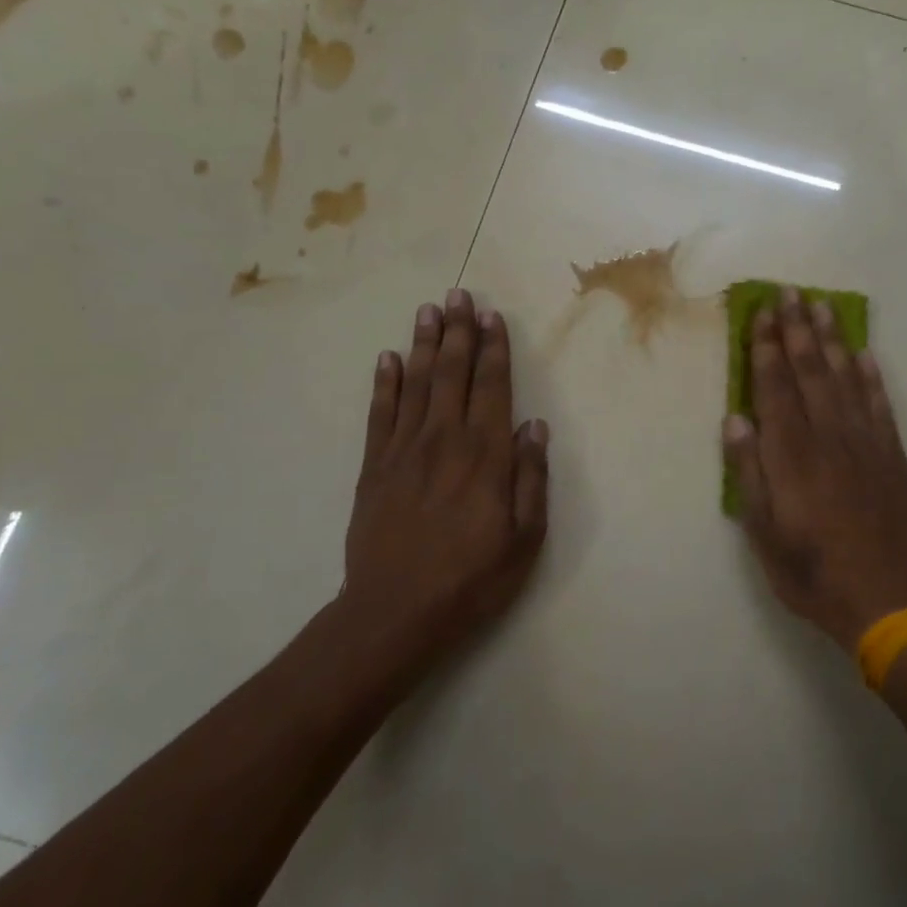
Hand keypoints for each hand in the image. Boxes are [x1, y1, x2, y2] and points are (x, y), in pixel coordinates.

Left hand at [340, 289, 549, 663]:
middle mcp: (444, 440)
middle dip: (458, 332)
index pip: (492, 388)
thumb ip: (531, 477)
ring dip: (423, 344)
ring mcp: (403, 451)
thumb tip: (534, 426)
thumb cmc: (472, 578)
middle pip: (452, 374)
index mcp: (485, 455)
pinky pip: (379, 414)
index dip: (494, 349)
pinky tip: (387, 359)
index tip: (492, 316)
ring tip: (428, 310)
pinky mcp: (373, 468)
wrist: (395, 612)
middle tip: (458, 294)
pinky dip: (384, 383)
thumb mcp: (525, 537)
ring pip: (416, 384)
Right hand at [724, 289, 906, 650]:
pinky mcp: (892, 456)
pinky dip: (872, 376)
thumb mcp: (763, 532)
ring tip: (822, 306)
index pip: (775, 388)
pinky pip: (880, 405)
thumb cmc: (811, 571)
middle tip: (790, 292)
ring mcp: (865, 443)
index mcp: (792, 455)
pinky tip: (865, 353)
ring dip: (832, 340)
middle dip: (797, 329)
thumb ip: (749, 472)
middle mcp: (829, 437)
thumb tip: (736, 419)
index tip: (762, 313)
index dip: (767, 348)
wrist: (886, 598)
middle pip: (810, 372)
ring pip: (846, 379)